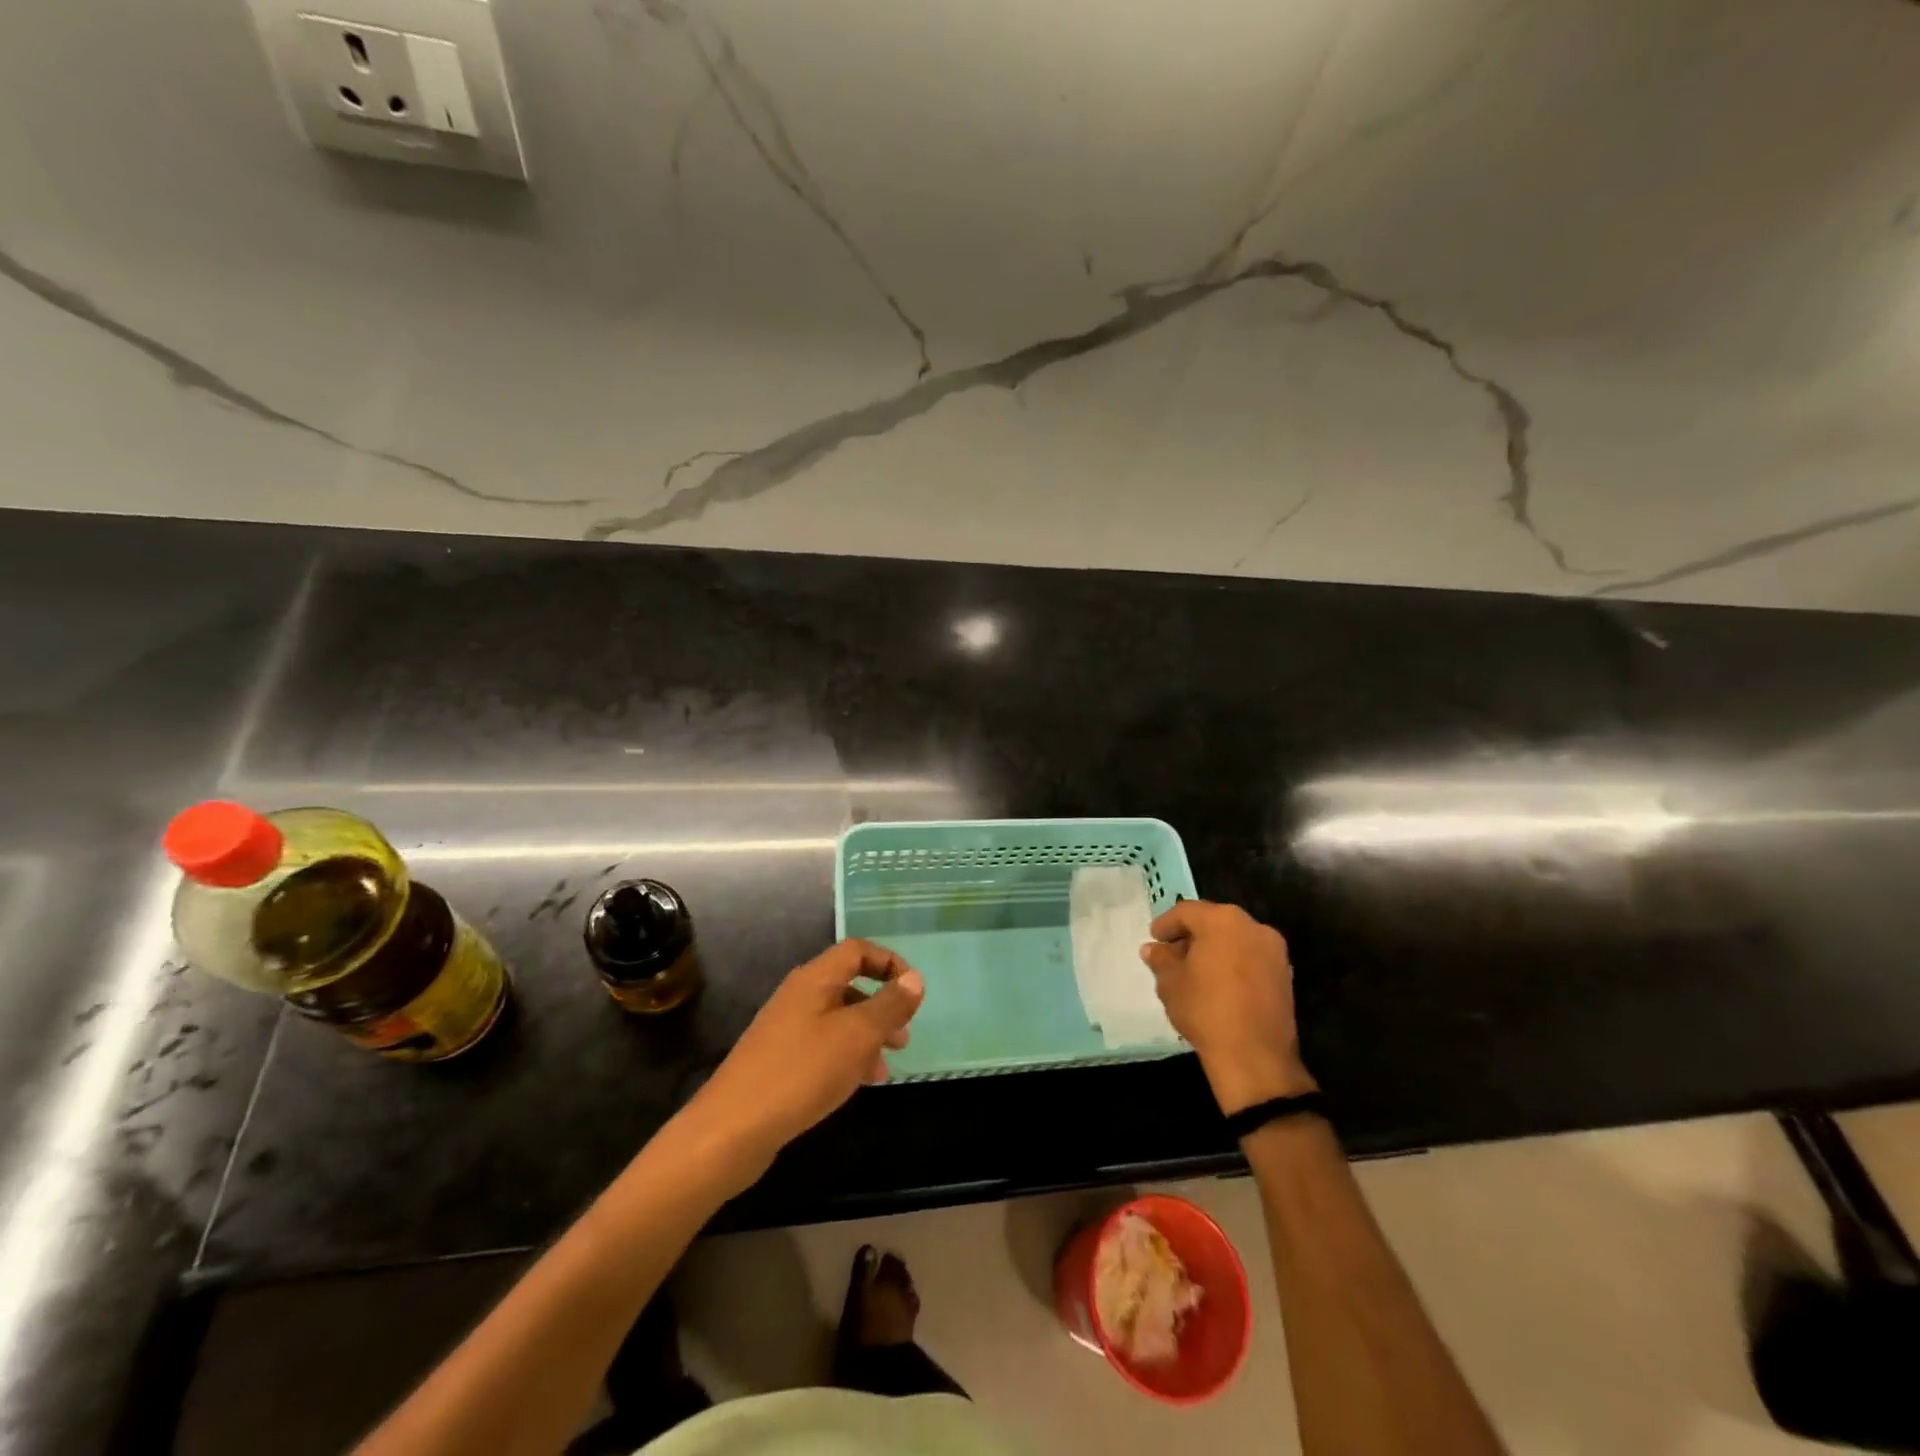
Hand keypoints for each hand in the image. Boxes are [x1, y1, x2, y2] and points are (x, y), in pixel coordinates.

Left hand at [680, 939, 923, 1181]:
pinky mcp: (778, 1060)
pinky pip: (822, 1046)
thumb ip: (889, 1005)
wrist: (732, 1129)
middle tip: (904, 1038)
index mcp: (815, 979)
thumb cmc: (802, 1072)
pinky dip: (846, 1057)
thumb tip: (914, 978)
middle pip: (849, 985)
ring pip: (838, 1020)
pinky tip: (857, 1084)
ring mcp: (785, 1028)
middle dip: (882, 1007)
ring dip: (867, 1037)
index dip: (889, 963)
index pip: (857, 950)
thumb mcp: (857, 1036)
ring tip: (885, 1070)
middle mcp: (799, 995)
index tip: (913, 992)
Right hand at [1140, 900, 1314, 1115]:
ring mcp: (1274, 950)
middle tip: (1172, 953)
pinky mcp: (1285, 975)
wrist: (1255, 1056)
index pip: (1187, 911)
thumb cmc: (1205, 1010)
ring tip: (1194, 970)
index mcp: (1222, 920)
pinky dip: (1233, 963)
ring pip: (1235, 939)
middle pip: (1214, 921)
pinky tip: (1218, 984)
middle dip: (1192, 935)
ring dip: (1214, 949)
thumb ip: (1161, 959)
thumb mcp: (1170, 983)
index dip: (1166, 923)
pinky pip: (1251, 958)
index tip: (1154, 938)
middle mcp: (1252, 926)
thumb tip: (1153, 949)